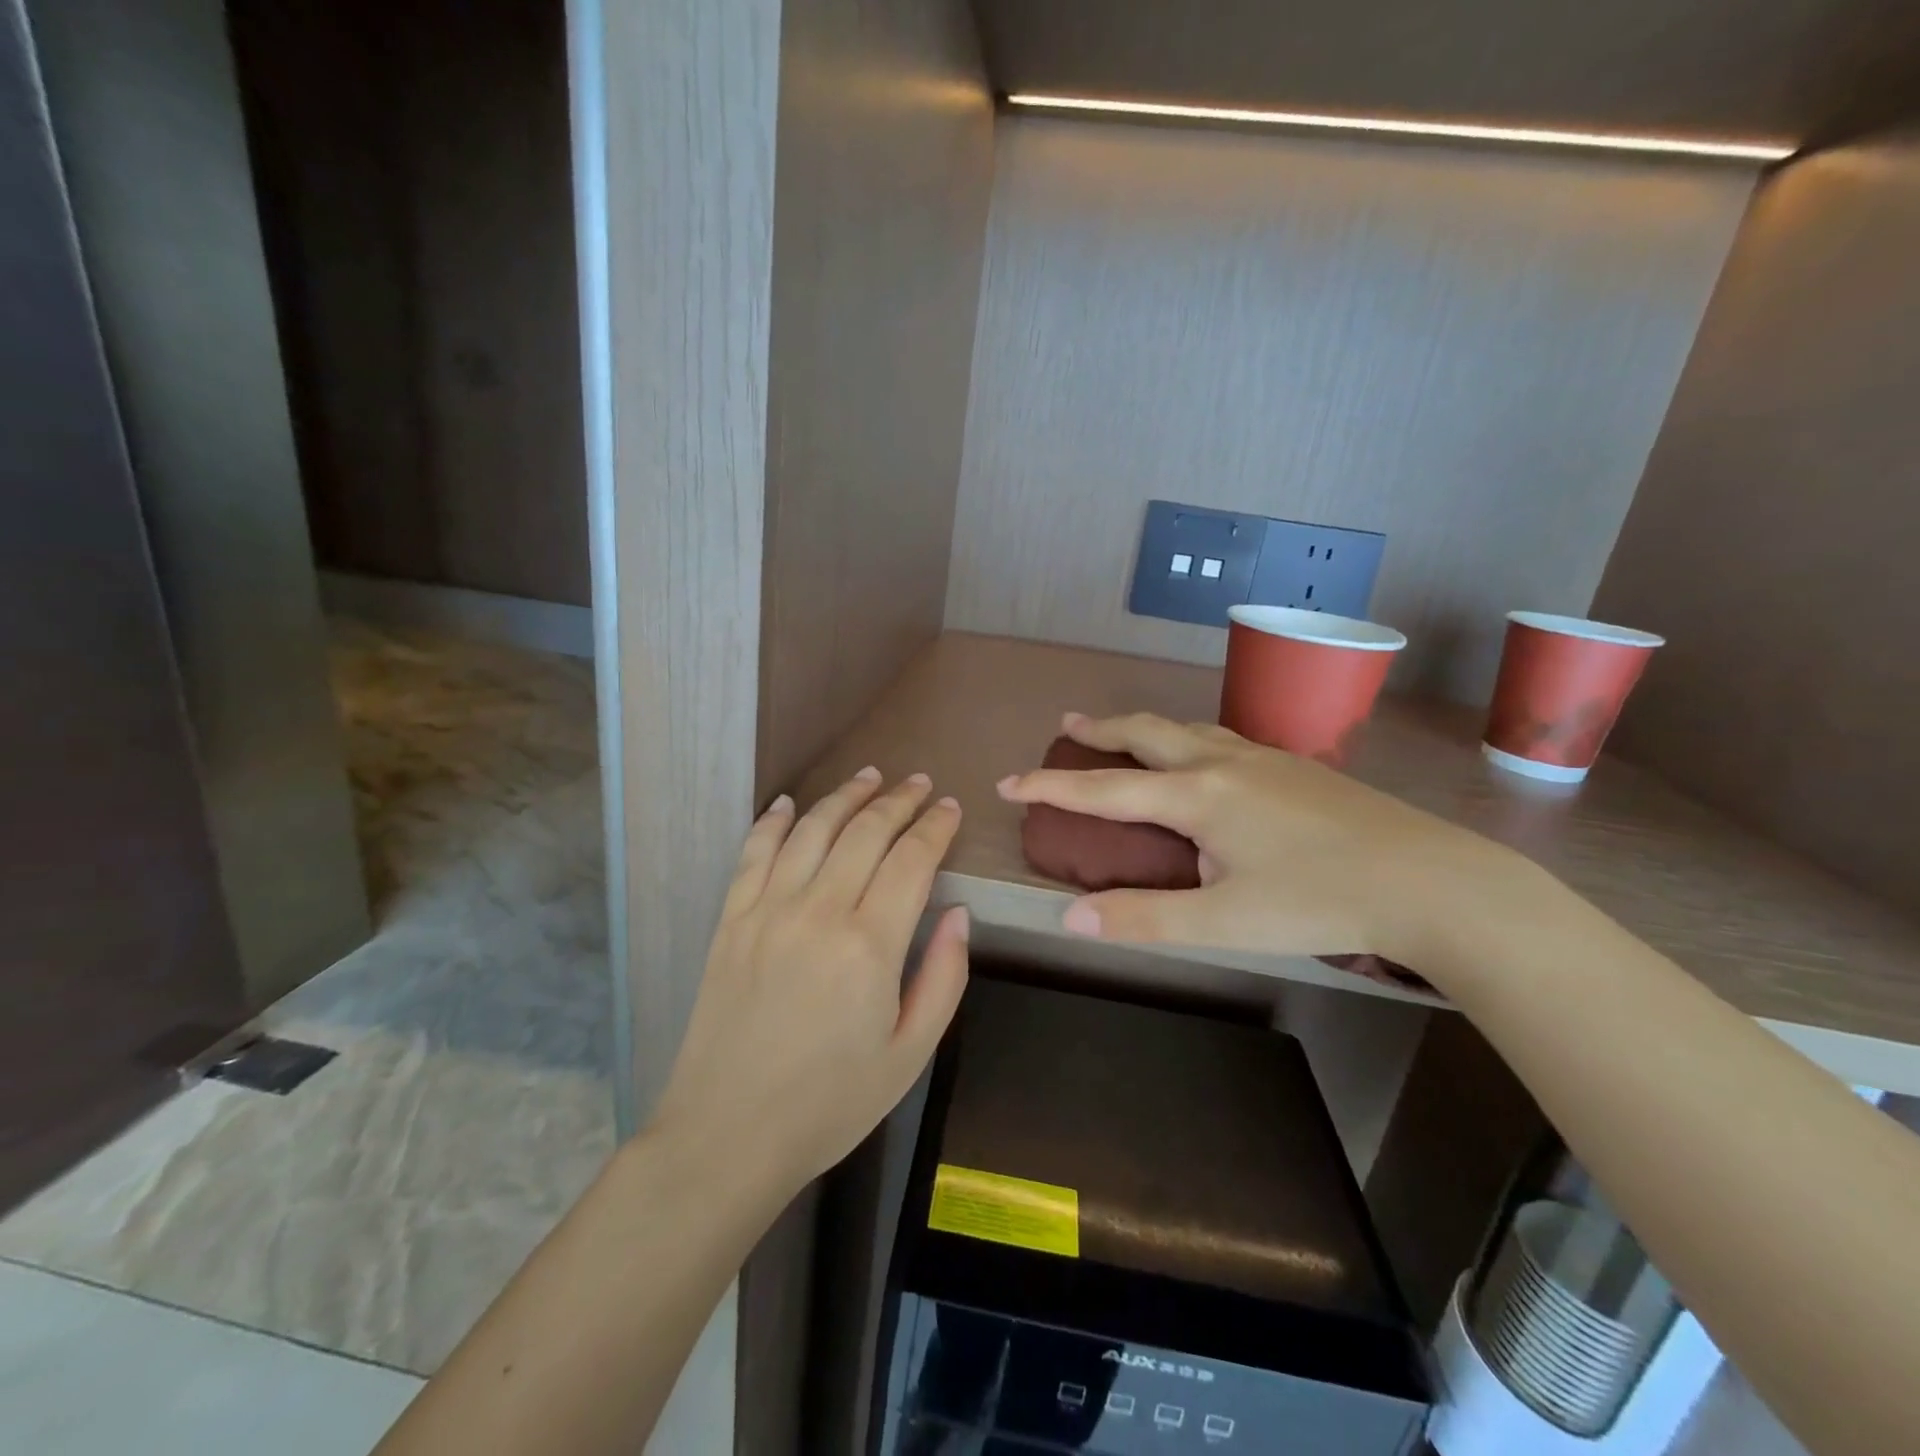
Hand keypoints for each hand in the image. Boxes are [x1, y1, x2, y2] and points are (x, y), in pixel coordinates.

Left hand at [650, 769, 968, 1194]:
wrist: (727, 1135)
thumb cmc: (831, 1103)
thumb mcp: (910, 1053)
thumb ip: (944, 977)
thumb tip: (960, 913)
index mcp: (870, 945)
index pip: (912, 860)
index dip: (935, 827)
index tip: (949, 808)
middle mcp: (818, 911)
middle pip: (865, 832)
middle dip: (898, 801)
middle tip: (919, 784)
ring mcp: (767, 910)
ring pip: (812, 829)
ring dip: (844, 797)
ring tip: (869, 777)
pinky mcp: (730, 920)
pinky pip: (753, 852)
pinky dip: (773, 821)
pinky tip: (789, 803)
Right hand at [996, 712, 1524, 976]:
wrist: (1431, 880)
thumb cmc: (1320, 902)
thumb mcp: (1224, 922)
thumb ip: (1144, 918)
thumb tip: (1070, 917)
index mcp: (1198, 796)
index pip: (1104, 789)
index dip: (1051, 786)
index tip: (1009, 782)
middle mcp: (1222, 763)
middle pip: (1145, 733)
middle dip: (1099, 730)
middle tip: (1066, 727)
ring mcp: (1263, 758)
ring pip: (1186, 728)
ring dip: (1143, 728)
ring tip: (1122, 734)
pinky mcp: (1294, 766)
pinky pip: (1220, 737)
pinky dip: (1185, 738)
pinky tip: (1200, 756)